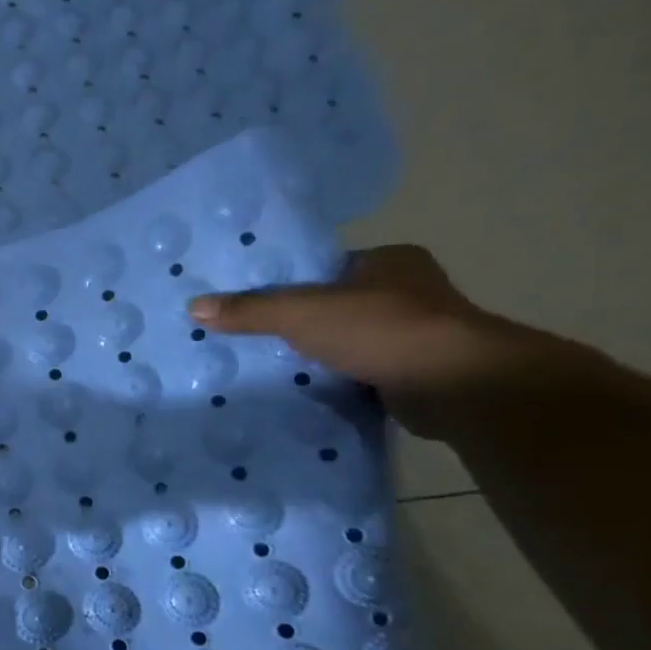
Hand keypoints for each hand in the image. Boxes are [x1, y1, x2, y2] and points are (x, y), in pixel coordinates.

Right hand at [188, 245, 536, 437]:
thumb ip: (249, 310)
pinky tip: (304, 388)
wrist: (457, 385)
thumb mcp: (301, 313)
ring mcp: (417, 333)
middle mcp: (408, 291)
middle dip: (299, 321)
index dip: (287, 282)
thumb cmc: (381, 329)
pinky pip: (362, 370)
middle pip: (335, 303)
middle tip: (250, 335)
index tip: (249, 301)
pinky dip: (337, 378)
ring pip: (349, 338)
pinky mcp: (417, 371)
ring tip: (267, 363)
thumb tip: (193, 307)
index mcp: (389, 261)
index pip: (325, 267)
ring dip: (318, 352)